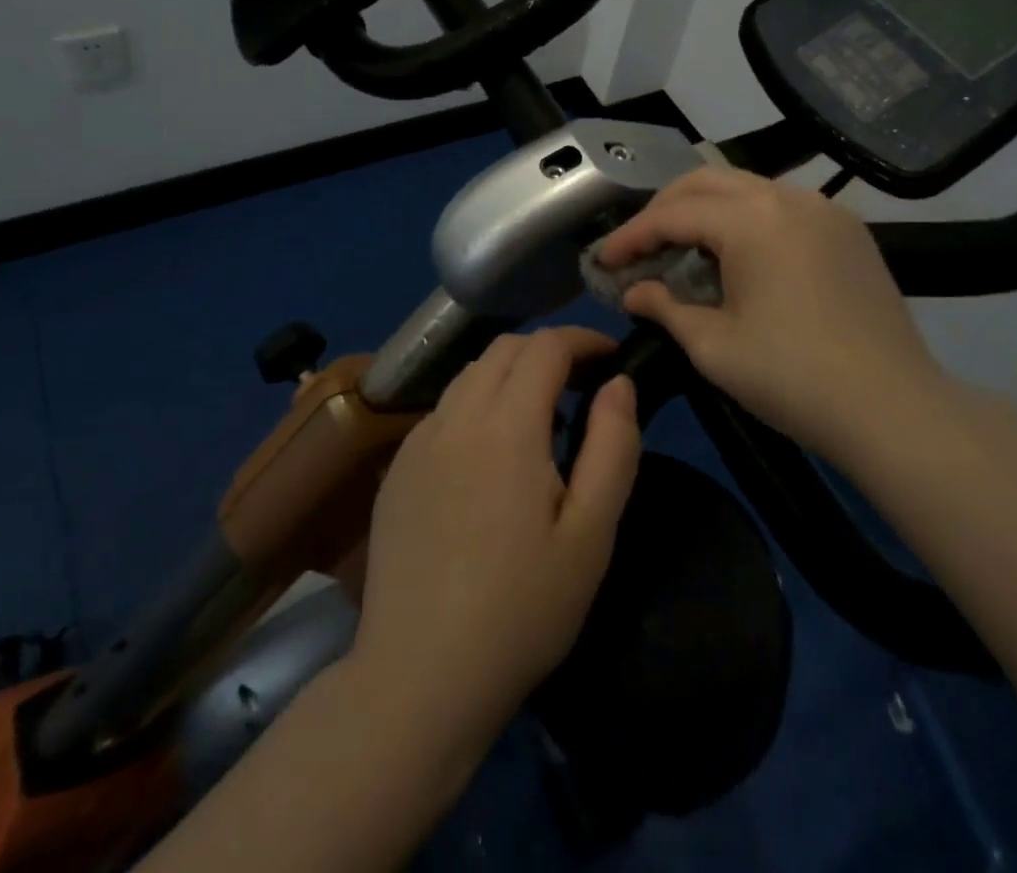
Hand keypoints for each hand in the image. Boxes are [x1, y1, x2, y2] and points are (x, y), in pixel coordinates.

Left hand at [347, 327, 641, 763]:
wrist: (419, 677)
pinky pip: (444, 409)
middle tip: (583, 386)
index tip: (612, 357)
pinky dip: (478, 403)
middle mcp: (456, 417)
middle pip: (504, 349)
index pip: (546, 346)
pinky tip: (491, 455)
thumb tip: (619, 383)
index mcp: (506, 426)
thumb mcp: (591, 535)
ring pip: (469, 374)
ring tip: (542, 420)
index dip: (583, 339)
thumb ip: (613, 446)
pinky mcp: (397, 468)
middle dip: (549, 351)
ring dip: (511, 374)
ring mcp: (418, 441)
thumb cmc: (522, 609)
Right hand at [599, 165, 949, 459]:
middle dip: (665, 208)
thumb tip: (634, 292)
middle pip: (708, 182)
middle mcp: (789, 197)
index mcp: (752, 219)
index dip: (632, 235)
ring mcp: (825, 209)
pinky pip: (782, 207)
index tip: (604, 260)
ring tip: (683, 248)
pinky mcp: (849, 230)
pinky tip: (738, 255)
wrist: (894, 408)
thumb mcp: (713, 346)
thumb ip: (665, 308)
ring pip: (748, 188)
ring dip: (707, 210)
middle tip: (639, 246)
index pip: (674, 214)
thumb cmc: (793, 377)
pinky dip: (747, 219)